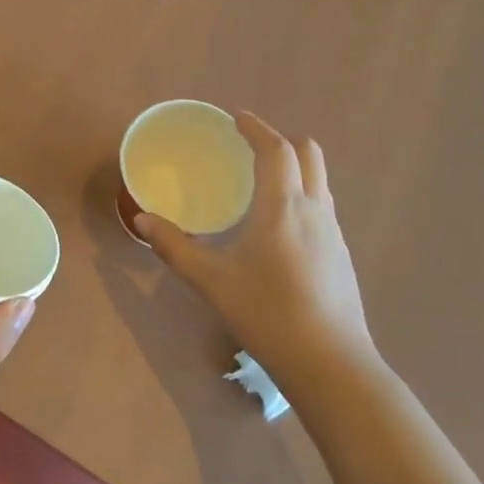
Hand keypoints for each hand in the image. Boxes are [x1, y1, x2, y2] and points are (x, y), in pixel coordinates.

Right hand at [135, 112, 376, 403]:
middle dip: (281, 141)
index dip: (257, 128)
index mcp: (284, 207)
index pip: (277, 150)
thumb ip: (174, 247)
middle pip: (309, 154)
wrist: (332, 366)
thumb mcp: (211, 280)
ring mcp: (334, 234)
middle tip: (249, 147)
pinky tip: (278, 227)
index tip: (236, 118)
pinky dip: (301, 195)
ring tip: (260, 183)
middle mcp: (315, 210)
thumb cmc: (268, 314)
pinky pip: (322, 206)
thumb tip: (141, 220)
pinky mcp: (342, 256)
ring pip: (319, 181)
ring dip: (294, 168)